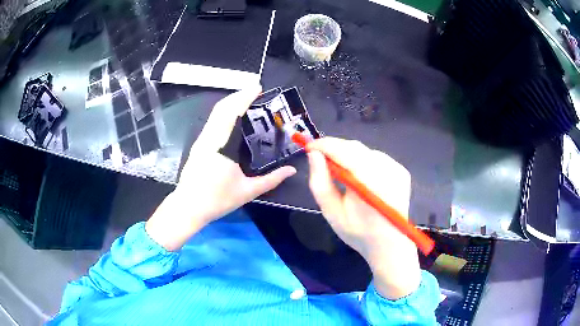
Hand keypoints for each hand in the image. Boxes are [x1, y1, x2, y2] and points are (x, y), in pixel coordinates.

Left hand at [146, 87, 296, 250]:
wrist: (188, 207)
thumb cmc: (217, 200)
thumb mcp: (247, 191)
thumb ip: (271, 180)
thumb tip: (291, 171)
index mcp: (221, 146)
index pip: (232, 113)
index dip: (245, 97)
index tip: (258, 88)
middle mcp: (209, 138)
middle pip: (221, 108)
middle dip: (238, 95)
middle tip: (255, 91)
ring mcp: (201, 141)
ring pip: (214, 114)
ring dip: (230, 103)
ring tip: (246, 101)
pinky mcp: (198, 145)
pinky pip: (212, 122)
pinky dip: (224, 113)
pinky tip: (233, 118)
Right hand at [307, 137, 420, 299]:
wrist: (389, 245)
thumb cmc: (358, 232)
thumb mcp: (332, 211)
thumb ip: (320, 182)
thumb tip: (314, 155)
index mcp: (370, 182)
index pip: (343, 151)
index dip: (324, 145)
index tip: (308, 147)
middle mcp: (387, 170)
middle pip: (355, 147)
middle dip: (334, 148)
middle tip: (319, 156)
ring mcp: (397, 169)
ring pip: (365, 150)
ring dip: (348, 154)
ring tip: (337, 167)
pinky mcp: (402, 171)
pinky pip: (377, 157)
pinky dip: (362, 160)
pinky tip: (358, 174)